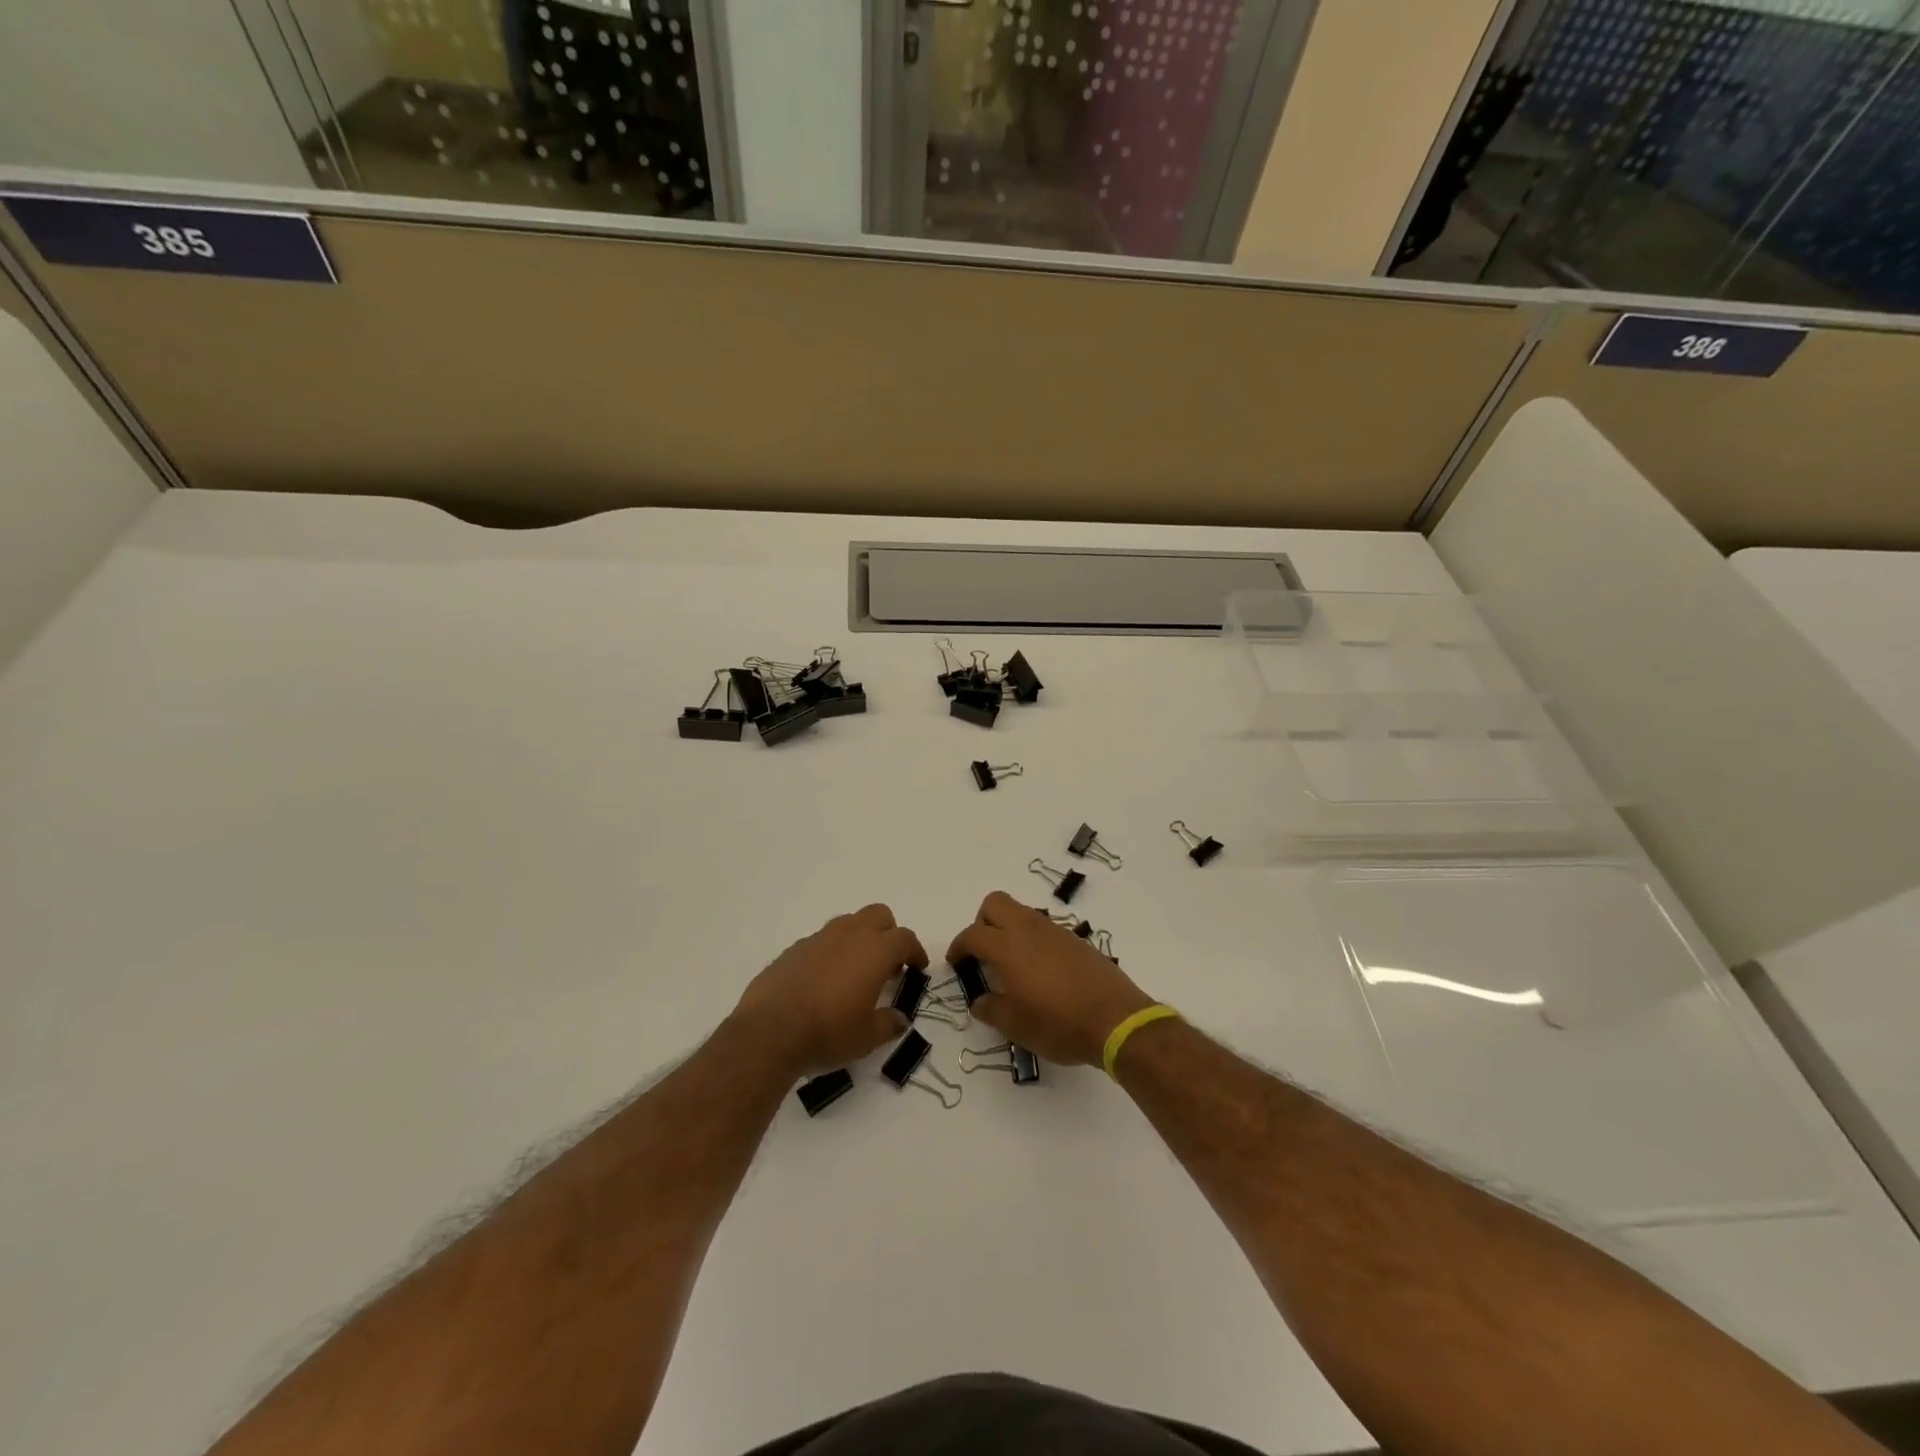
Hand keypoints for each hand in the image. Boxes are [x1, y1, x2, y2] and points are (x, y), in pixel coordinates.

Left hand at [732, 904, 923, 1075]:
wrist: (770, 1032)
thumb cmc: (828, 1032)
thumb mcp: (867, 1038)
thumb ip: (888, 1024)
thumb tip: (899, 1019)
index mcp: (875, 951)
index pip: (905, 938)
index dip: (915, 951)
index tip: (917, 967)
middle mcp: (849, 935)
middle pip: (878, 915)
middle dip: (889, 933)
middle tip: (888, 963)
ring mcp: (819, 938)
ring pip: (848, 923)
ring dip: (859, 938)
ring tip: (856, 971)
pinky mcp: (794, 948)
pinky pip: (822, 940)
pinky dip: (831, 952)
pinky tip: (824, 980)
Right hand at [946, 891, 1156, 1066]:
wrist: (1116, 1020)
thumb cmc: (1059, 1024)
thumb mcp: (1016, 1026)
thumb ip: (991, 1009)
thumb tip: (979, 1001)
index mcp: (1008, 947)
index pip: (973, 934)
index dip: (959, 947)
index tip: (957, 964)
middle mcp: (1029, 929)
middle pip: (995, 903)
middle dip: (982, 922)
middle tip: (983, 954)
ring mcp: (1055, 931)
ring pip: (1021, 912)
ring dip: (1009, 929)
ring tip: (1011, 965)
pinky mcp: (1075, 940)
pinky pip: (1044, 927)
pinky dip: (1032, 940)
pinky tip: (1040, 971)